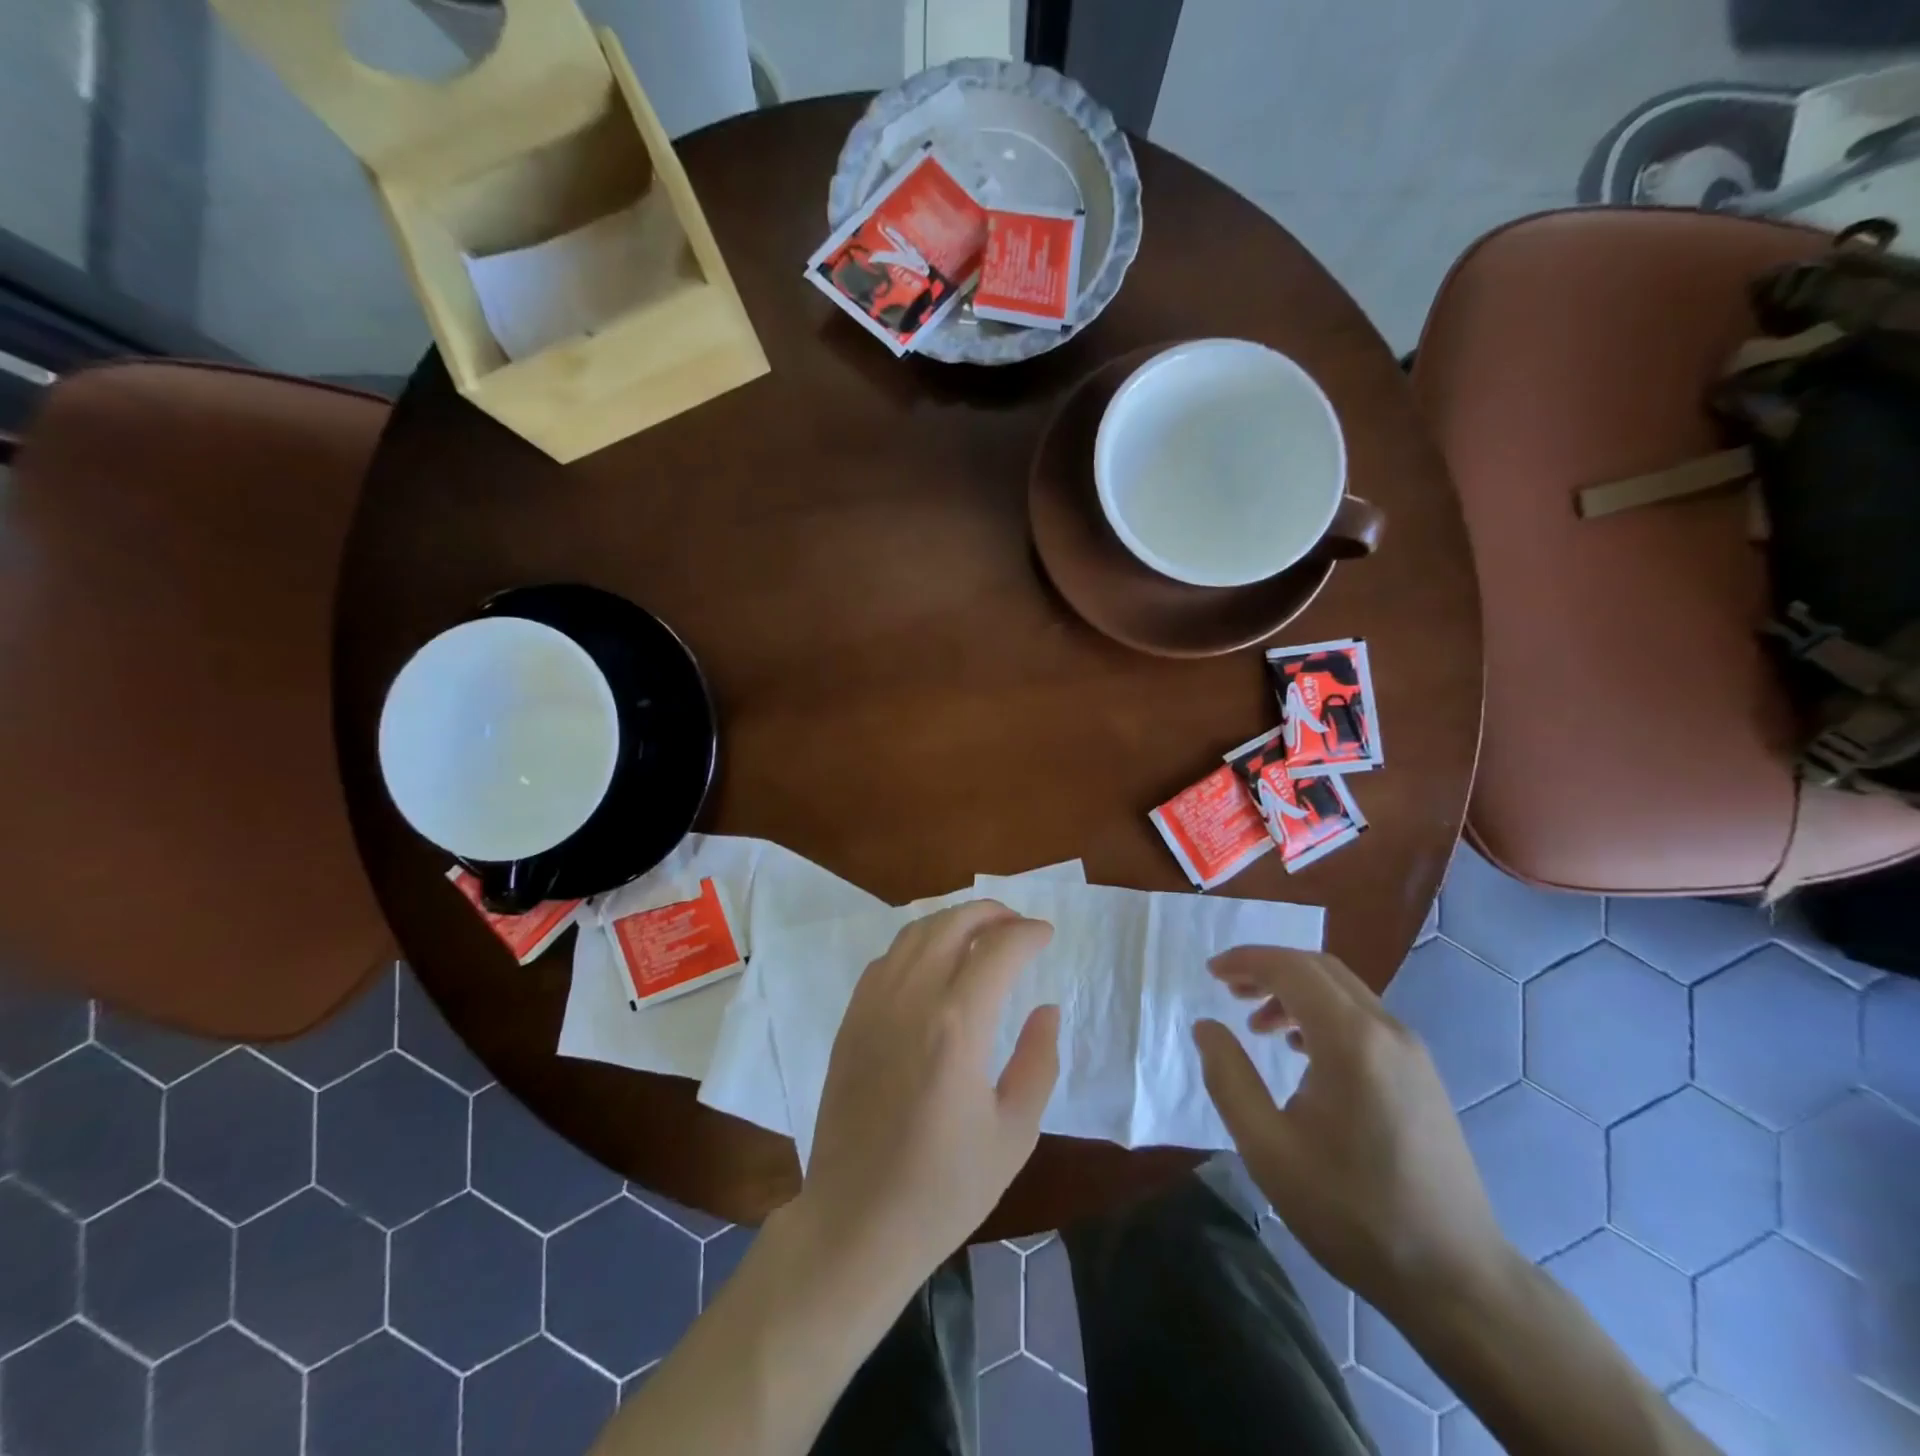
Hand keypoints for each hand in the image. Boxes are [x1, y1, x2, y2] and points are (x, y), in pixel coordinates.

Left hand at [802, 902, 1060, 1281]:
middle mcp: (911, 1000)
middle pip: (951, 924)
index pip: (998, 950)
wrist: (856, 1222)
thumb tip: (1046, 1009)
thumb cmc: (945, 1188)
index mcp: (957, 1026)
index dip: (1027, 933)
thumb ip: (1038, 1061)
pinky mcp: (851, 1020)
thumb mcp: (1014, 1133)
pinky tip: (933, 962)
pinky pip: (887, 959)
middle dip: (990, 912)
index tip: (1046, 934)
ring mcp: (873, 1006)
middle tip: (1016, 923)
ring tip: (980, 933)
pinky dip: (917, 944)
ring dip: (952, 921)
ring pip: (914, 933)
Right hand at [1193, 948, 1513, 1318]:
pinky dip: (1322, 1013)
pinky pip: (1364, 1018)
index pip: (1291, 969)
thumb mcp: (1268, 1148)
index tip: (1211, 973)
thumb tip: (1206, 1027)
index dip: (1247, 961)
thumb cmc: (1351, 1212)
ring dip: (1295, 991)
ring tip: (1257, 1024)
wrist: (1455, 1278)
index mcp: (1350, 1041)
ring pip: (1344, 991)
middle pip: (1320, 969)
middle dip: (1268, 968)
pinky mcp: (1421, 1074)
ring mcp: (1411, 1051)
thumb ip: (1228, 1078)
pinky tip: (1301, 1051)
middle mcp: (1386, 1031)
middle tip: (1228, 989)